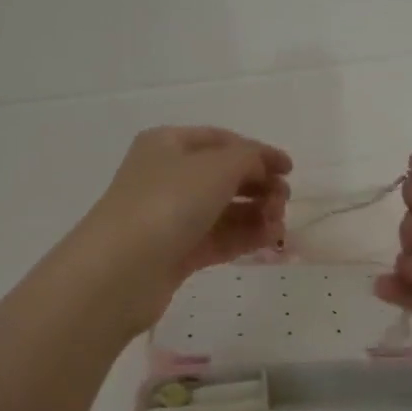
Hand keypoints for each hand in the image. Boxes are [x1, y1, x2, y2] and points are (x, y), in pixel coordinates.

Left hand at [72, 126, 290, 329]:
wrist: (122, 270)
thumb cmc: (168, 203)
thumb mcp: (217, 167)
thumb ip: (249, 158)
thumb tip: (263, 165)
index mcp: (169, 144)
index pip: (221, 141)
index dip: (258, 152)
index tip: (290, 170)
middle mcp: (167, 177)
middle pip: (224, 176)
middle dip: (259, 186)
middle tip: (283, 201)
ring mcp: (170, 217)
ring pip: (223, 210)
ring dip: (256, 214)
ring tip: (278, 225)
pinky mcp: (176, 253)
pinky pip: (218, 238)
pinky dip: (244, 237)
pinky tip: (268, 240)